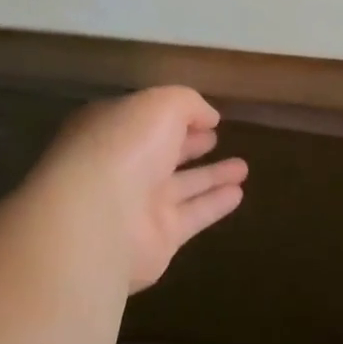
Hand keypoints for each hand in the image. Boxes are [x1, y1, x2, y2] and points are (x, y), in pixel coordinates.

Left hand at [22, 86, 247, 292]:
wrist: (99, 220)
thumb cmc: (124, 148)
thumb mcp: (160, 105)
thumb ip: (188, 104)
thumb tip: (208, 116)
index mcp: (111, 131)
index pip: (144, 120)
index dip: (174, 115)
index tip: (205, 116)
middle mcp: (121, 168)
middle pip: (161, 154)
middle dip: (189, 145)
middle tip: (216, 137)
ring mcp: (137, 206)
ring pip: (182, 186)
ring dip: (211, 175)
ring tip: (243, 167)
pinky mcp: (157, 239)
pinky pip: (193, 216)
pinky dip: (215, 204)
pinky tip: (239, 194)